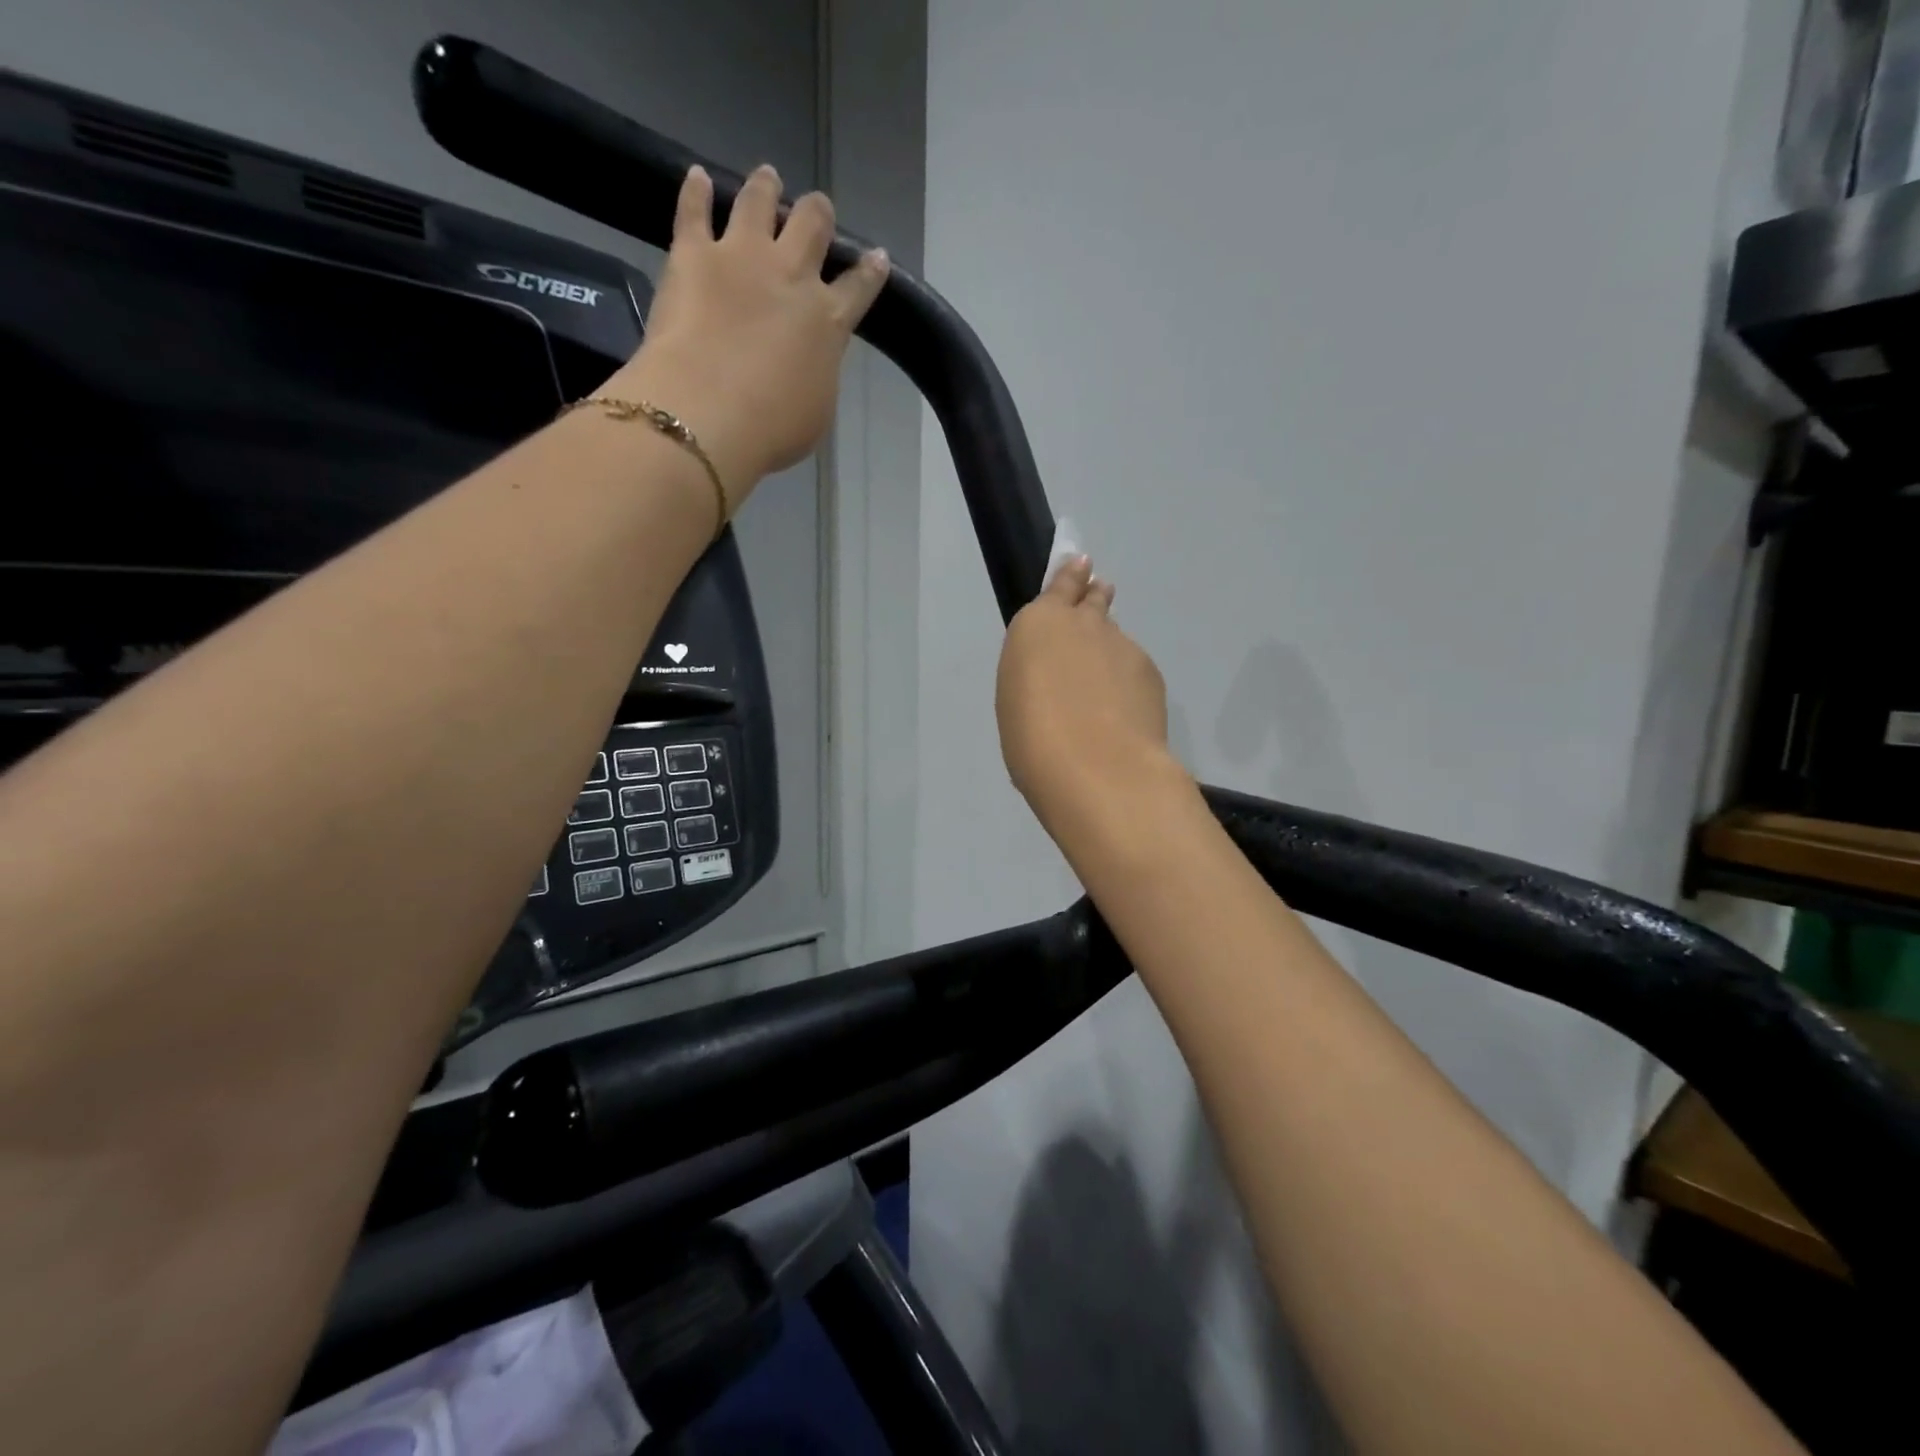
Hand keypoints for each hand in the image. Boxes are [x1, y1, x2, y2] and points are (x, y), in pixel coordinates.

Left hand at [605, 163, 888, 506]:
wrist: (709, 413)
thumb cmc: (772, 429)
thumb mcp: (817, 414)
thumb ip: (818, 375)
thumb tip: (810, 362)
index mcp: (828, 322)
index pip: (858, 287)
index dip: (869, 271)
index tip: (876, 257)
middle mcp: (792, 276)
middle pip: (813, 226)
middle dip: (818, 216)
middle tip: (816, 212)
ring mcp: (742, 257)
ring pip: (760, 202)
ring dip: (767, 188)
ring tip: (768, 177)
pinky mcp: (693, 253)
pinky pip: (695, 210)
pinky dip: (697, 191)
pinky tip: (698, 177)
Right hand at [996, 557, 1177, 828]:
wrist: (1097, 769)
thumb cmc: (1033, 741)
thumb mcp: (1017, 701)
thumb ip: (1039, 674)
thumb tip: (1060, 677)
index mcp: (1037, 625)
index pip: (1060, 585)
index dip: (1070, 577)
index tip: (1081, 565)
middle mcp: (1082, 623)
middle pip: (1094, 600)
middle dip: (1094, 598)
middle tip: (1098, 598)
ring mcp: (1122, 645)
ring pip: (1116, 638)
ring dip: (1110, 648)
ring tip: (1105, 679)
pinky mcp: (1150, 672)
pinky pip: (1134, 668)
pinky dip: (1128, 682)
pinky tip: (1123, 712)